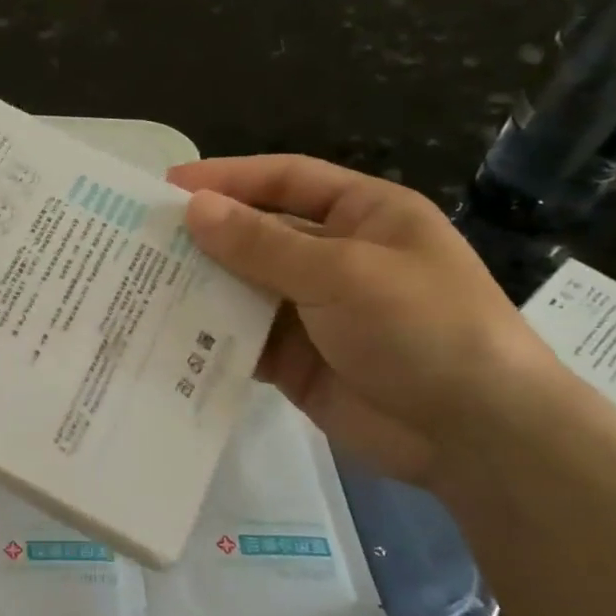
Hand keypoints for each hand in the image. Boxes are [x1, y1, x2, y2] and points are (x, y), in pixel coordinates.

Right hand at [168, 155, 562, 489]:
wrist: (476, 437)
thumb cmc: (422, 327)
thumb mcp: (343, 273)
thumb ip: (263, 244)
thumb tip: (193, 209)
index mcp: (362, 215)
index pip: (284, 181)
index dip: (227, 178)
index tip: (168, 187)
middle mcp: (334, 257)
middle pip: (256, 234)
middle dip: (203, 236)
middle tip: (138, 239)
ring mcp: (313, 311)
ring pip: (243, 287)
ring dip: (200, 286)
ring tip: (139, 284)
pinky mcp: (295, 360)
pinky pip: (242, 338)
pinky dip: (209, 335)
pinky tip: (165, 334)